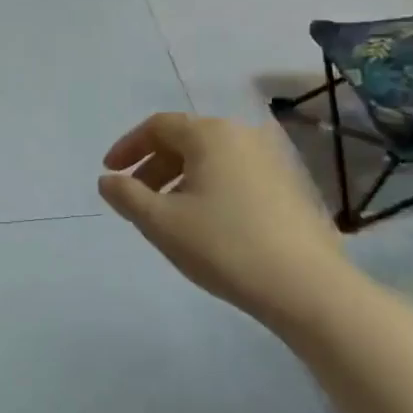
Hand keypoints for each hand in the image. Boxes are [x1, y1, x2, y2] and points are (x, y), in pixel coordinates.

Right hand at [98, 113, 349, 323]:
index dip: (128, 147)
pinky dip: (208, 188)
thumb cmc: (222, 245)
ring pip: (210, 159)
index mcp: (210, 135)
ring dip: (179, 179)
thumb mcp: (160, 222)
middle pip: (185, 140)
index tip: (110, 172)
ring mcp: (271, 160)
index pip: (158, 126)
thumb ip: (126, 195)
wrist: (305, 286)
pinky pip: (234, 175)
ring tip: (166, 215)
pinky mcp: (288, 187)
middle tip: (135, 197)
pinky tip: (204, 224)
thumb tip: (108, 180)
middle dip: (153, 165)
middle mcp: (242, 136)